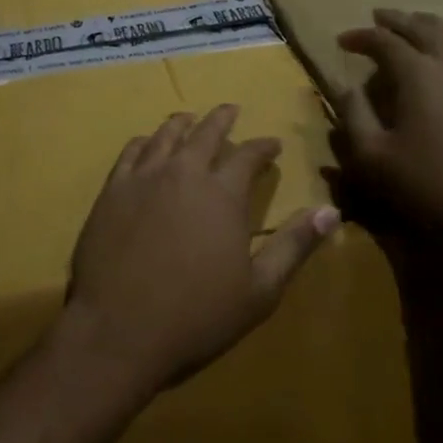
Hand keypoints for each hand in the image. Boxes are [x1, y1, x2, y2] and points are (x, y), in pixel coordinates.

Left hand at [63, 105, 340, 395]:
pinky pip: (131, 153)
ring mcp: (143, 178)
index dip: (264, 146)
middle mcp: (183, 173)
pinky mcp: (112, 191)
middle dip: (223, 119)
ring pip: (166, 136)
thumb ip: (294, 245)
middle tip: (231, 110)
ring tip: (190, 119)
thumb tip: (331, 211)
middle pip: (206, 133)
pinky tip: (147, 144)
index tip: (272, 144)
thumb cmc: (196, 317)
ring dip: (183, 124)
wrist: (118, 332)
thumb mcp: (259, 290)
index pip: (249, 155)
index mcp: (222, 194)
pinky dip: (145, 142)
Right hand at [334, 9, 442, 279]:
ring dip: (431, 27)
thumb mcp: (373, 159)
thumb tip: (345, 87)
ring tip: (416, 26)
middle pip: (425, 28)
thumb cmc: (431, 189)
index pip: (384, 42)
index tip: (343, 40)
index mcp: (419, 74)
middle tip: (379, 17)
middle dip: (398, 20)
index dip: (361, 37)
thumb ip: (354, 116)